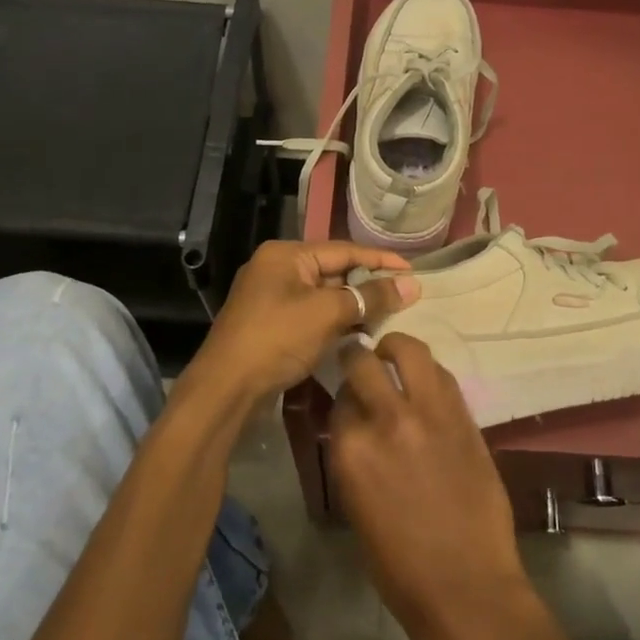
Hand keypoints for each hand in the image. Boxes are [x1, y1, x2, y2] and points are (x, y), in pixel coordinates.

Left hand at [186, 240, 417, 403]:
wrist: (225, 389)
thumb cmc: (277, 339)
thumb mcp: (328, 313)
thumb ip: (370, 296)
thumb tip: (412, 285)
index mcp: (286, 254)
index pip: (344, 249)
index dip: (381, 260)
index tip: (413, 272)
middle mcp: (276, 268)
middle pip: (333, 270)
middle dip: (368, 285)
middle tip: (404, 297)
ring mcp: (270, 297)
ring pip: (323, 294)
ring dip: (353, 306)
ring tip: (388, 316)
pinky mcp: (270, 323)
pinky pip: (311, 313)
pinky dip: (335, 321)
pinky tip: (358, 334)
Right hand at [328, 335, 537, 639]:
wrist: (465, 586)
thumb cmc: (399, 565)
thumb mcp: (355, 505)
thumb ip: (353, 455)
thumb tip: (355, 423)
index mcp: (350, 450)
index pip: (338, 397)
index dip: (342, 393)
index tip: (346, 393)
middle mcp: (386, 420)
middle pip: (363, 361)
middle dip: (358, 356)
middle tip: (361, 359)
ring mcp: (430, 413)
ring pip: (409, 350)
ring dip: (396, 349)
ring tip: (394, 357)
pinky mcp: (464, 416)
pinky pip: (443, 374)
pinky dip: (429, 371)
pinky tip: (426, 383)